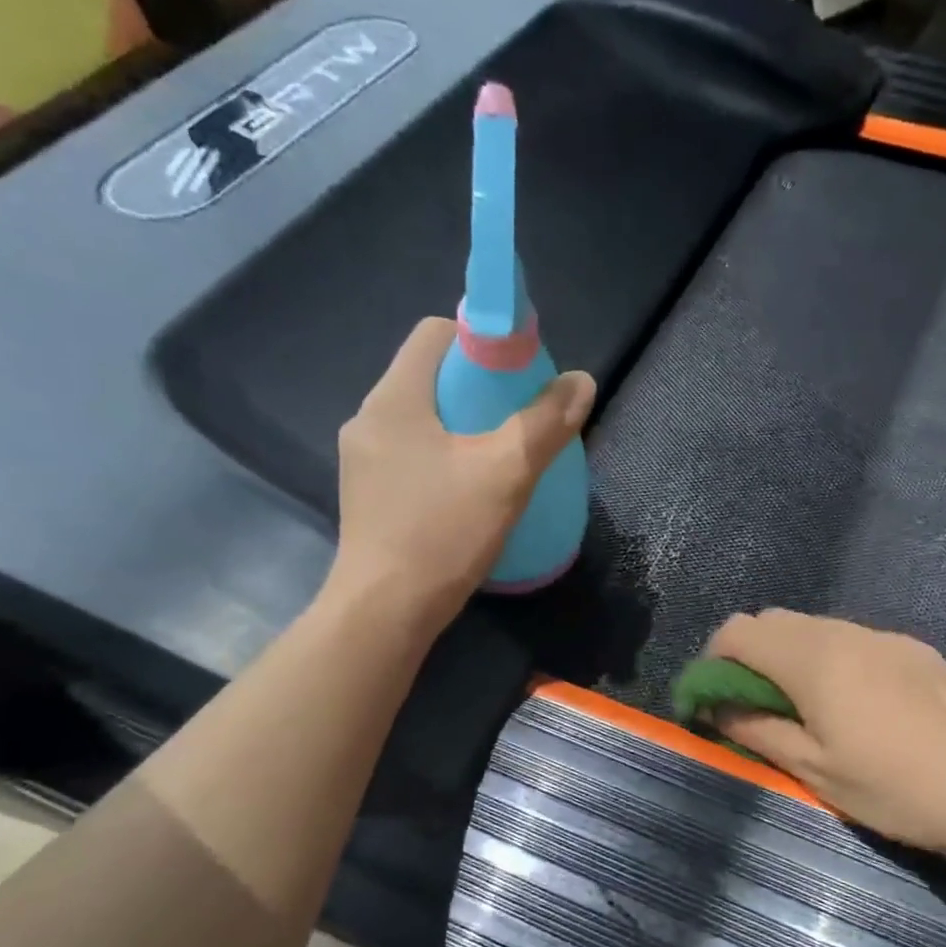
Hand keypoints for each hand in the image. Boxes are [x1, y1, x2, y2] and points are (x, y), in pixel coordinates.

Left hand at [326, 318, 594, 622]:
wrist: (385, 613)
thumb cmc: (442, 534)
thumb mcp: (506, 474)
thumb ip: (544, 423)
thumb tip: (580, 382)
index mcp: (395, 398)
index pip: (436, 333)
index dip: (483, 340)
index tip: (520, 373)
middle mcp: (370, 419)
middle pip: (431, 377)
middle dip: (481, 388)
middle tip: (522, 419)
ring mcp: (364, 461)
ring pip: (424, 420)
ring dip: (465, 427)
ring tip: (503, 457)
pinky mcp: (370, 496)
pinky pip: (414, 455)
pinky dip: (447, 458)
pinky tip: (473, 492)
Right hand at [705, 610, 945, 858]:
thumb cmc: (891, 787)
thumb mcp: (812, 769)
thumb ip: (756, 729)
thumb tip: (716, 705)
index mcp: (812, 659)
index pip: (738, 631)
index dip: (713, 660)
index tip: (713, 700)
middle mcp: (843, 632)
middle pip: (774, 620)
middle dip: (750, 655)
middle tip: (755, 704)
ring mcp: (883, 636)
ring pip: (815, 627)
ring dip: (792, 655)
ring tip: (806, 705)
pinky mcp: (913, 648)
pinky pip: (853, 639)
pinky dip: (832, 658)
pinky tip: (857, 703)